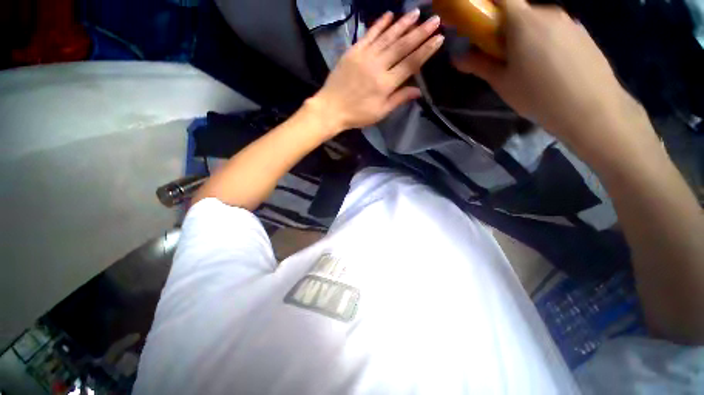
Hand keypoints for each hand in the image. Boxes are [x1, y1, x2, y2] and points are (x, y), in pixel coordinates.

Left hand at [310, 10, 443, 133]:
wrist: (331, 108)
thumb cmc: (357, 114)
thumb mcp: (380, 112)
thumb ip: (399, 99)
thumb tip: (419, 91)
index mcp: (386, 84)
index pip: (410, 64)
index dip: (426, 51)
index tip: (439, 38)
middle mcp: (378, 66)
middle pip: (402, 46)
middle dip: (420, 32)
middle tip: (434, 19)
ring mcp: (364, 56)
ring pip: (387, 37)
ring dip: (403, 24)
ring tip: (416, 13)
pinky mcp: (353, 51)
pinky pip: (369, 35)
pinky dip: (379, 24)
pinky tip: (389, 15)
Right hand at [453, 0, 646, 156]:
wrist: (590, 108)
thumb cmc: (537, 94)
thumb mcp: (502, 82)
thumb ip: (479, 65)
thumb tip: (457, 58)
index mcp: (523, 21)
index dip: (487, 5)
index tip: (480, 23)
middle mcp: (547, 11)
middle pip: (519, 11)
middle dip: (506, 27)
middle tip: (501, 54)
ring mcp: (568, 20)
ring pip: (538, 20)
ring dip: (526, 35)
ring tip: (527, 65)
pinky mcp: (582, 32)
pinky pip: (555, 29)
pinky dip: (545, 40)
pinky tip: (548, 66)